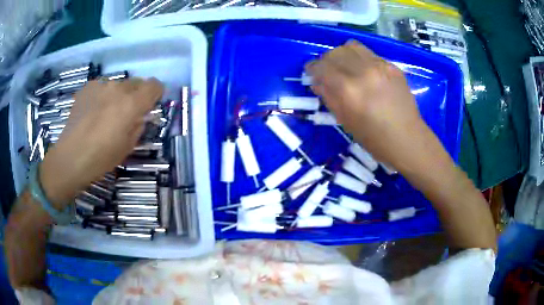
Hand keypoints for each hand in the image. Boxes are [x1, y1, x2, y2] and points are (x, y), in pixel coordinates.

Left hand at [39, 78, 163, 208]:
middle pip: (136, 83)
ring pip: (118, 85)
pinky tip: (93, 112)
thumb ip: (138, 126)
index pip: (154, 85)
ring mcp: (101, 85)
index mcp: (132, 104)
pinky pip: (102, 87)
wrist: (71, 157)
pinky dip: (102, 96)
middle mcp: (118, 88)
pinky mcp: (87, 87)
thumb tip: (139, 116)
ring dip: (118, 96)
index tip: (150, 104)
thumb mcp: (128, 146)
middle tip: (126, 113)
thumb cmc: (101, 157)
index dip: (155, 93)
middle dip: (136, 95)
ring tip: (106, 113)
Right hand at [306, 40, 431, 170]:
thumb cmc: (373, 138)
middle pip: (335, 52)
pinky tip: (365, 72)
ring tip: (345, 67)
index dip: (312, 68)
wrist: (407, 138)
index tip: (311, 72)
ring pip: (351, 46)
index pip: (322, 66)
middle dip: (326, 60)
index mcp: (348, 89)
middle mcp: (363, 71)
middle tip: (328, 71)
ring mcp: (380, 66)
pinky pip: (369, 54)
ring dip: (343, 54)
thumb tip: (317, 81)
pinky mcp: (392, 66)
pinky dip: (360, 59)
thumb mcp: (344, 121)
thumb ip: (328, 96)